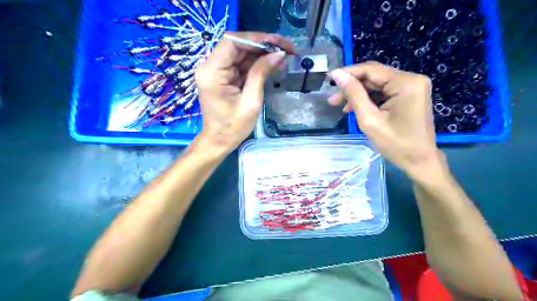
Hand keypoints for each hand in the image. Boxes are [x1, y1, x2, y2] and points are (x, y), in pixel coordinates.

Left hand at [195, 30, 292, 152]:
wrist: (219, 141)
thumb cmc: (233, 127)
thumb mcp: (251, 101)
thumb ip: (261, 74)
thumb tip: (278, 54)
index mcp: (212, 72)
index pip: (232, 42)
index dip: (256, 38)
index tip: (278, 43)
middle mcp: (210, 67)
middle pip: (238, 46)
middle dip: (263, 46)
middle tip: (286, 49)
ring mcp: (217, 71)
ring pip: (242, 54)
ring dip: (262, 55)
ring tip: (284, 57)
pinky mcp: (223, 77)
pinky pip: (241, 65)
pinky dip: (257, 64)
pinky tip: (273, 65)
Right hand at [330, 62, 441, 177]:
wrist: (419, 161)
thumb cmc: (395, 144)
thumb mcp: (369, 119)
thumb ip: (353, 94)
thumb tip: (337, 75)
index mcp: (405, 83)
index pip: (371, 70)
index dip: (348, 73)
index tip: (329, 78)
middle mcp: (411, 79)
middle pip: (374, 77)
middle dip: (352, 87)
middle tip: (332, 99)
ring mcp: (411, 87)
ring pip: (377, 85)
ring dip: (358, 95)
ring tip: (341, 107)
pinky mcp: (409, 95)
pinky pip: (384, 92)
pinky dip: (369, 100)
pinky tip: (356, 109)